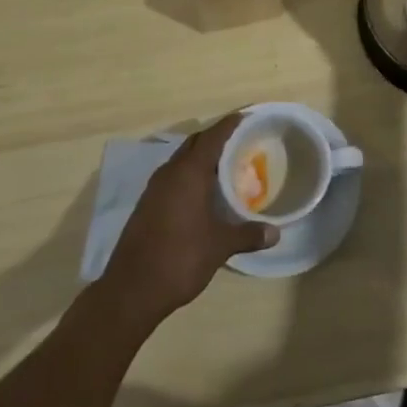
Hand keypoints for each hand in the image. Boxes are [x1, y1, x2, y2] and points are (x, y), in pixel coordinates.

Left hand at [99, 112, 275, 329]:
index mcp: (189, 172)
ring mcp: (155, 188)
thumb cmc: (179, 258)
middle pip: (195, 142)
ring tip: (226, 167)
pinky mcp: (147, 204)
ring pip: (182, 160)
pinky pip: (173, 177)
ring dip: (201, 158)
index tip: (247, 116)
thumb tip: (275, 232)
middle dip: (216, 138)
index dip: (230, 124)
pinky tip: (203, 194)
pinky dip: (190, 175)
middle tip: (241, 143)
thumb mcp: (219, 246)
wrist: (131, 290)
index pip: (213, 136)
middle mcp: (170, 172)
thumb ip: (247, 234)